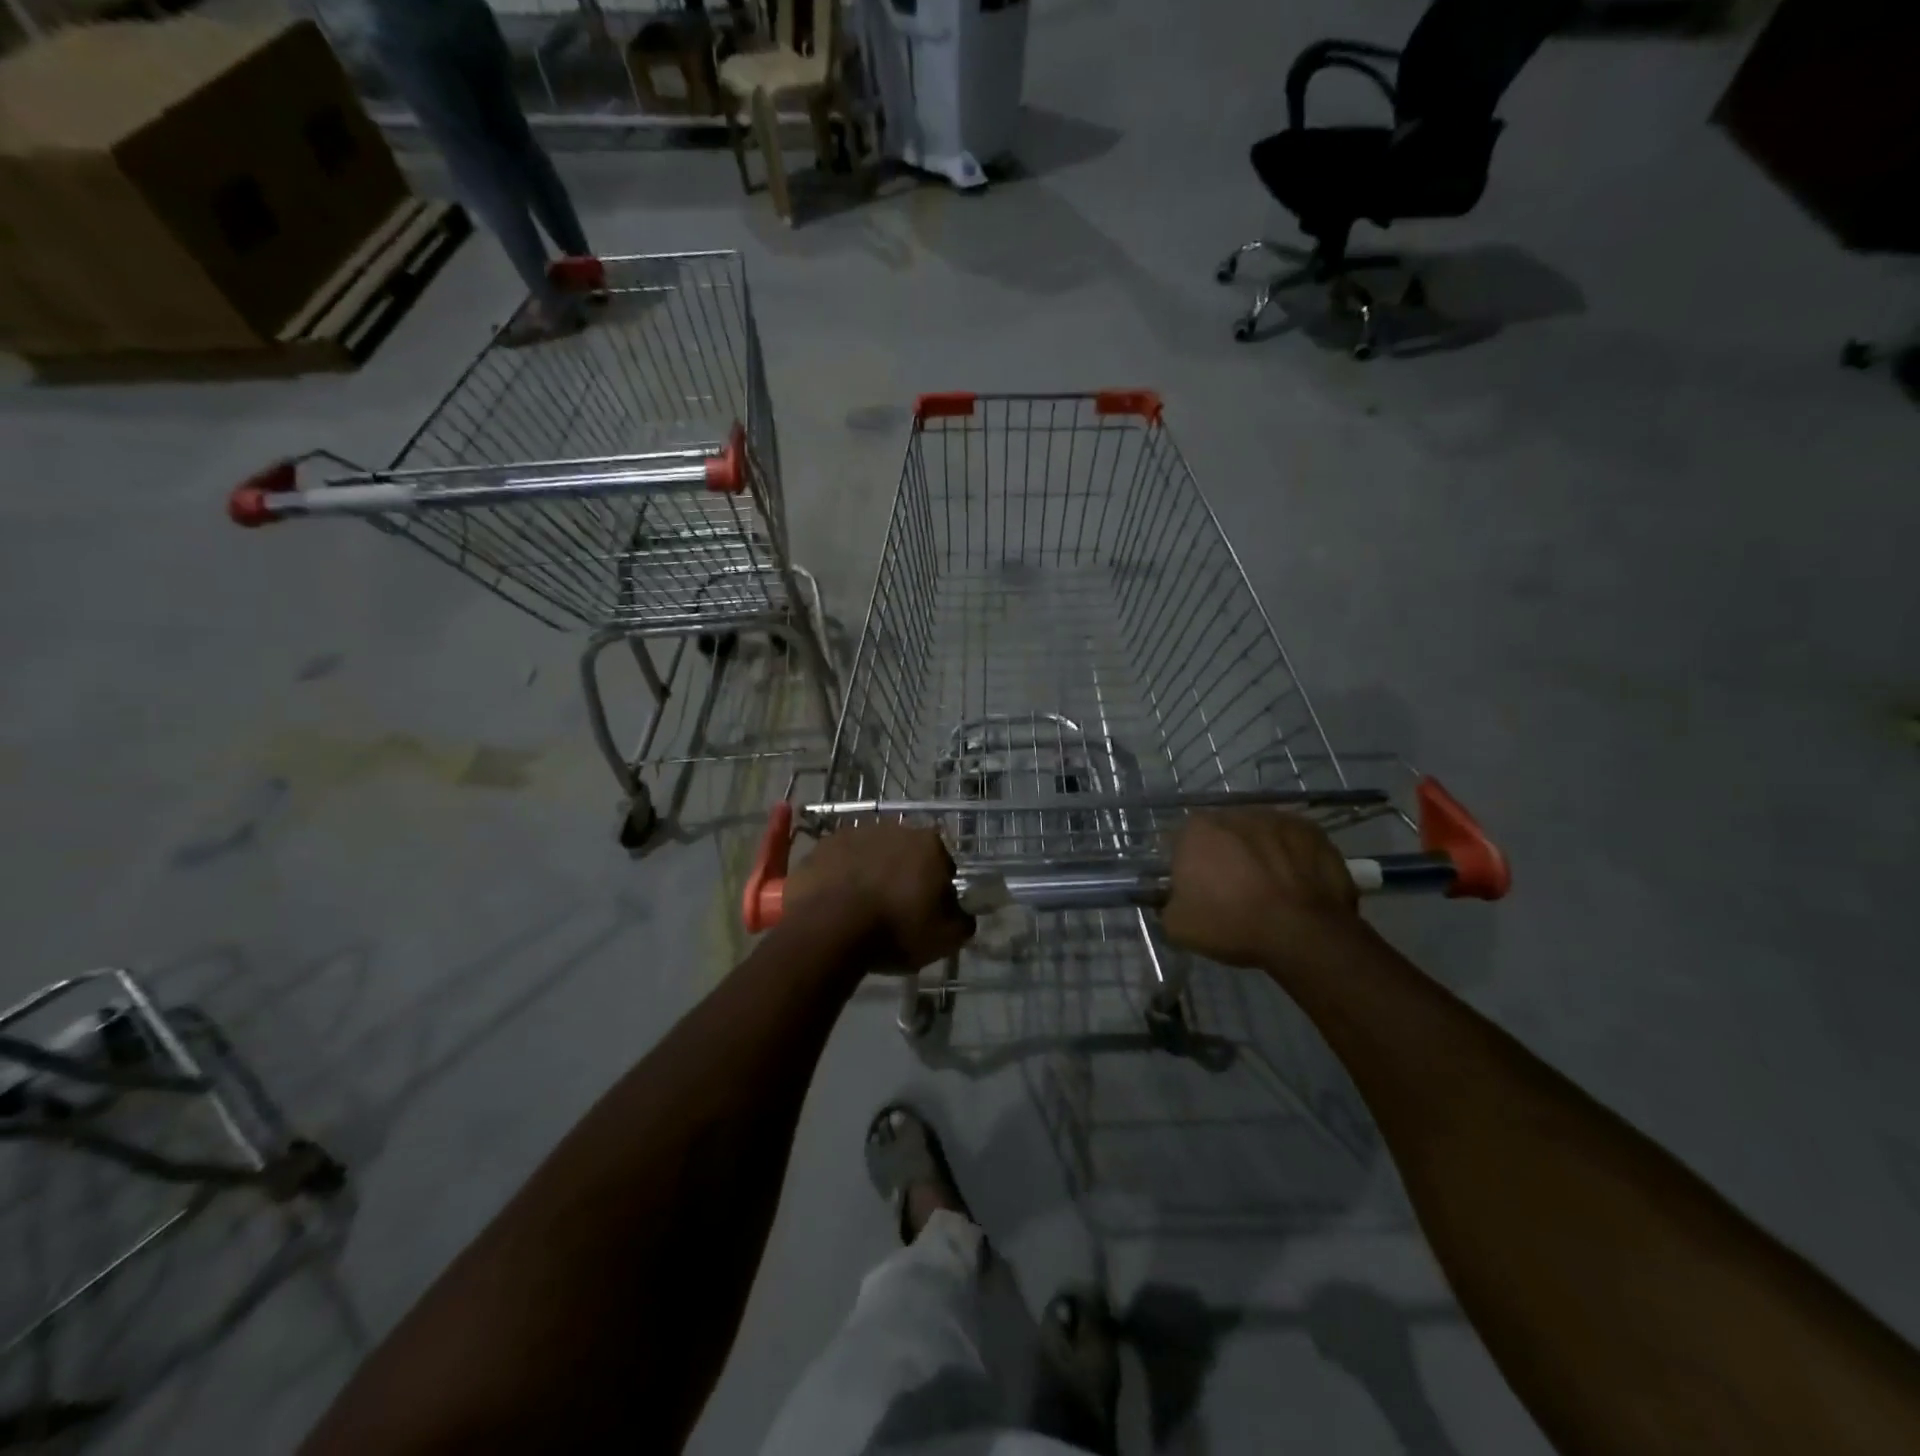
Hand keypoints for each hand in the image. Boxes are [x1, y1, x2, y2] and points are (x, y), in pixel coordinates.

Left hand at [783, 823, 973, 970]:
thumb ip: (962, 921)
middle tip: (895, 909)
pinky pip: (840, 861)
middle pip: (906, 854)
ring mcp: (855, 833)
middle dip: (903, 875)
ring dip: (871, 872)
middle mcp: (895, 828)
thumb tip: (962, 913)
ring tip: (861, 908)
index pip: (943, 864)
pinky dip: (841, 876)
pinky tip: (836, 902)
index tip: (927, 911)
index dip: (937, 889)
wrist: (828, 927)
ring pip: (871, 854)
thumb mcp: (945, 938)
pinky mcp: (823, 845)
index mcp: (929, 844)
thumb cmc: (895, 929)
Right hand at [1161, 811, 1359, 968]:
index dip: (1189, 867)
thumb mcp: (1178, 926)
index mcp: (1196, 830)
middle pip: (1222, 833)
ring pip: (1258, 834)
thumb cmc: (1232, 924)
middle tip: (1233, 889)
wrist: (1302, 933)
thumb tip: (1176, 899)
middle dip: (1225, 854)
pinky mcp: (1311, 830)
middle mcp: (1234, 813)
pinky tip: (1295, 884)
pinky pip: (1292, 841)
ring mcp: (1276, 818)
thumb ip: (1168, 903)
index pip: (1183, 843)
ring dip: (1259, 852)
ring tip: (1269, 888)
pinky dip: (1290, 857)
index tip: (1199, 890)